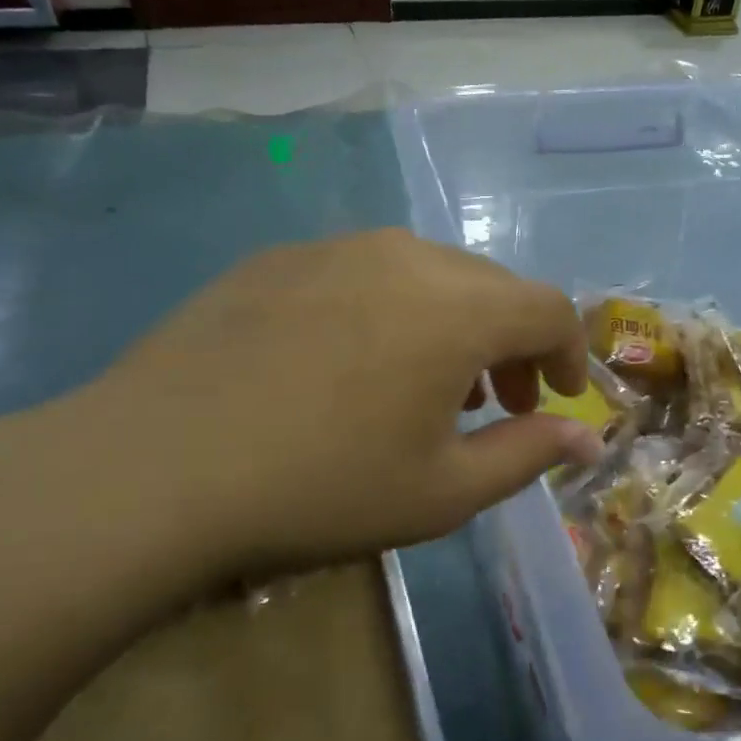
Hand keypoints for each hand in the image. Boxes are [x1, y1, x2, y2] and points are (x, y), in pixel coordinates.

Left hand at [21, 231, 600, 583]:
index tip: (561, 398)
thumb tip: (587, 441)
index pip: (549, 308)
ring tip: (428, 386)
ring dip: (453, 324)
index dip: (569, 353)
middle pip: (491, 287)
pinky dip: (391, 310)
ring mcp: (336, 248)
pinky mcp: (280, 258)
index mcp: (458, 307)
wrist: (154, 468)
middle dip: (513, 344)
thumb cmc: (320, 487)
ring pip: (428, 274)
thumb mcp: (442, 492)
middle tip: (500, 404)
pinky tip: (352, 363)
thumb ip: (527, 456)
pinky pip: (364, 273)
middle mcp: (406, 256)